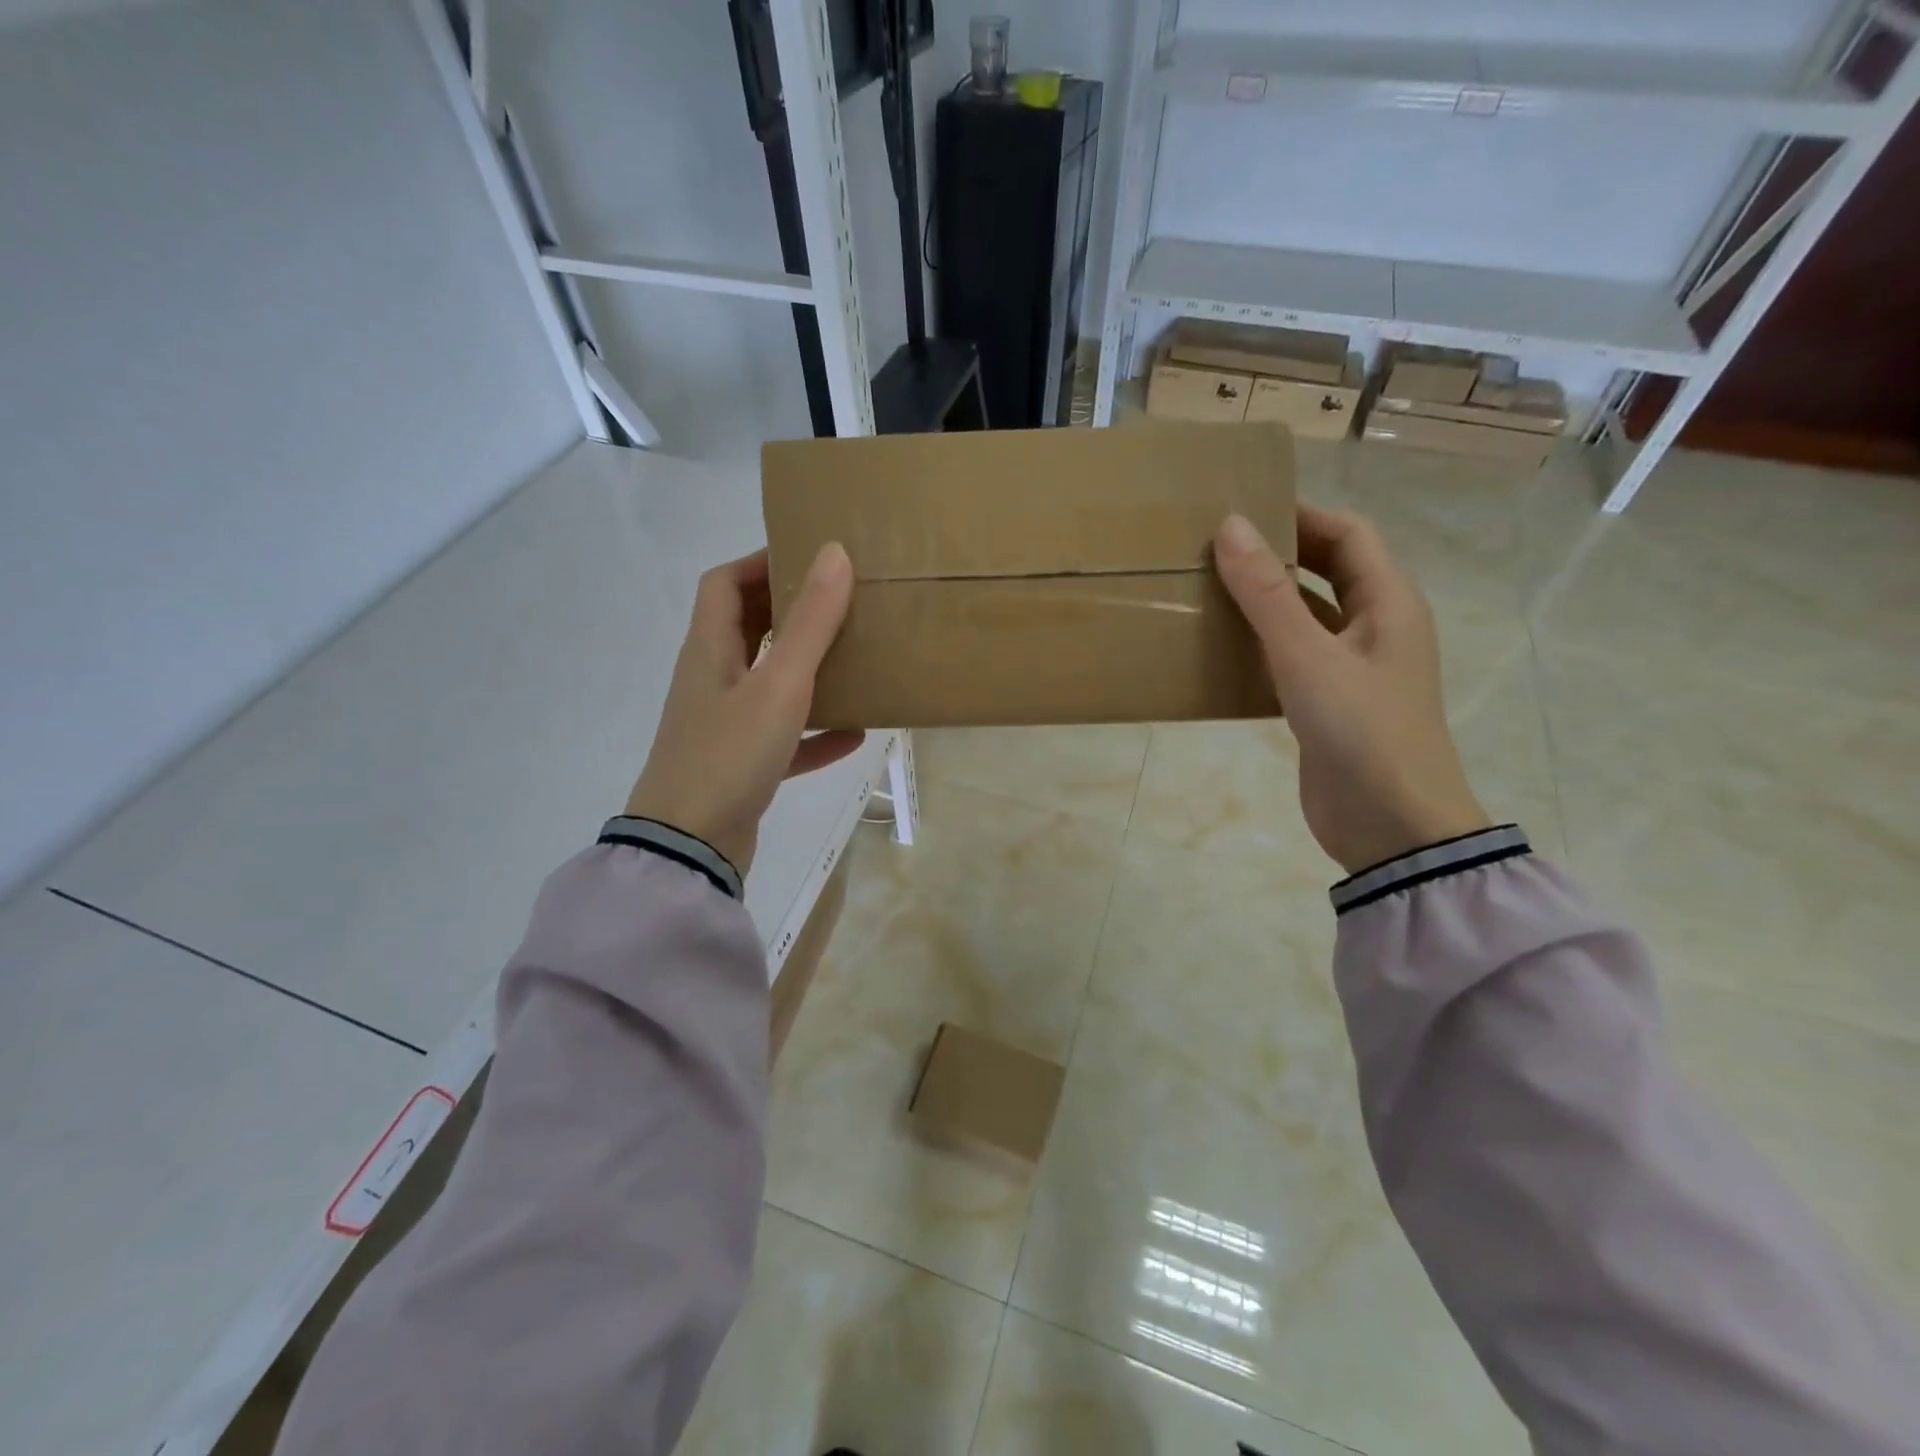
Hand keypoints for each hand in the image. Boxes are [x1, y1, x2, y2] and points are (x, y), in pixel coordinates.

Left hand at [625, 545, 863, 874]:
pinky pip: (785, 738)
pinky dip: (815, 732)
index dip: (760, 562)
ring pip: (769, 683)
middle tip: (841, 603)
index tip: (809, 558)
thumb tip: (834, 553)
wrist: (690, 847)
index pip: (723, 584)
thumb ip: (810, 622)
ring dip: (807, 670)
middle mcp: (713, 681)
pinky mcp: (743, 766)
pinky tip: (855, 734)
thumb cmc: (730, 754)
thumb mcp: (779, 684)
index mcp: (710, 651)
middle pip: (747, 628)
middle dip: (791, 611)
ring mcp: (726, 726)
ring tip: (854, 659)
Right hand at [1214, 506, 1489, 874]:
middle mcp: (1376, 628)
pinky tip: (1219, 650)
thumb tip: (1230, 527)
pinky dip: (1261, 645)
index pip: (1349, 534)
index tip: (1242, 509)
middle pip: (1329, 570)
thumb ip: (1267, 594)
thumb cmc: (1361, 732)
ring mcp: (1353, 668)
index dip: (1301, 514)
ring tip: (1207, 590)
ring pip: (1307, 616)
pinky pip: (1293, 657)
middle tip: (1215, 548)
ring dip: (1265, 601)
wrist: (1391, 827)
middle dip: (1279, 554)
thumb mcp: (1308, 657)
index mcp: (1389, 603)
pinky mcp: (1329, 704)